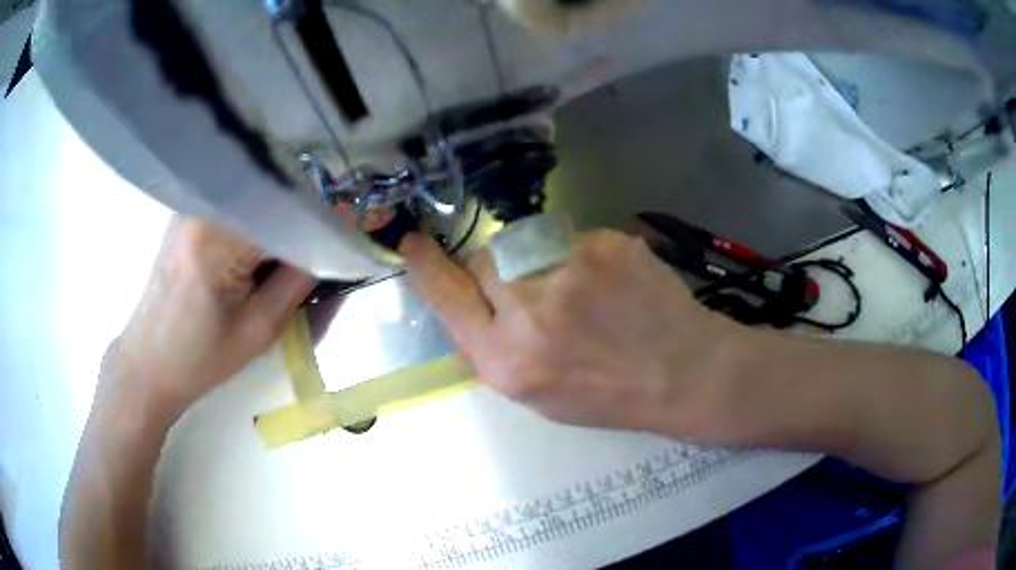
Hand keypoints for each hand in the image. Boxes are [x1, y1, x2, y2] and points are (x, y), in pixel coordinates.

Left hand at [104, 217, 315, 414]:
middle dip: (297, 223)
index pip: (285, 210)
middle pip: (269, 199)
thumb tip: (329, 243)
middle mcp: (201, 208)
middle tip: (312, 259)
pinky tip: (252, 258)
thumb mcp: (258, 331)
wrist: (147, 364)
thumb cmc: (199, 358)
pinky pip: (232, 211)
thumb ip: (297, 282)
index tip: (344, 239)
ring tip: (281, 263)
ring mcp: (190, 209)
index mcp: (216, 235)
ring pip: (252, 203)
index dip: (319, 223)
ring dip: (274, 227)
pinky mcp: (185, 218)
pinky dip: (252, 229)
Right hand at [401, 230, 740, 439]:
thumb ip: (494, 348)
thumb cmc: (607, 395)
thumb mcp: (537, 394)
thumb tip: (471, 301)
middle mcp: (529, 311)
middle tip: (536, 293)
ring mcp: (569, 269)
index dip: (426, 268)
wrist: (683, 372)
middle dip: (499, 272)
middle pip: (484, 261)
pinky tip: (611, 284)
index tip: (413, 243)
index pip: (447, 299)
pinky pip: (572, 237)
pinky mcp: (604, 243)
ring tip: (582, 292)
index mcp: (507, 361)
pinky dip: (581, 256)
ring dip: (540, 261)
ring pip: (526, 243)